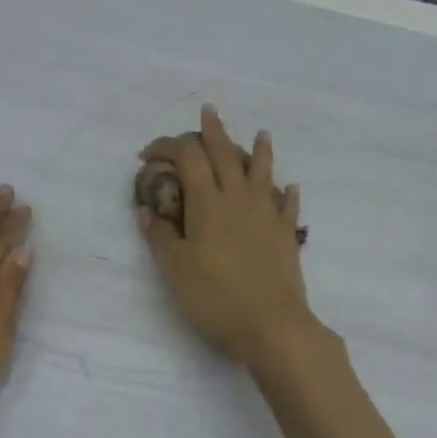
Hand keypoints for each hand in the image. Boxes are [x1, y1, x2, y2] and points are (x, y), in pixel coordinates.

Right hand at [136, 105, 316, 369]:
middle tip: (208, 112)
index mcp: (208, 203)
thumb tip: (147, 210)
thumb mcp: (176, 269)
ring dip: (259, 149)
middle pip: (226, 153)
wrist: (272, 325)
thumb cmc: (217, 298)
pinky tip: (289, 187)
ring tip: (261, 133)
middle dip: (213, 131)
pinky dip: (286, 192)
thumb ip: (162, 236)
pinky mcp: (286, 234)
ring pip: (262, 171)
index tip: (148, 154)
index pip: (187, 158)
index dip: (167, 147)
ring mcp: (267, 214)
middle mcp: (239, 199)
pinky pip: (287, 205)